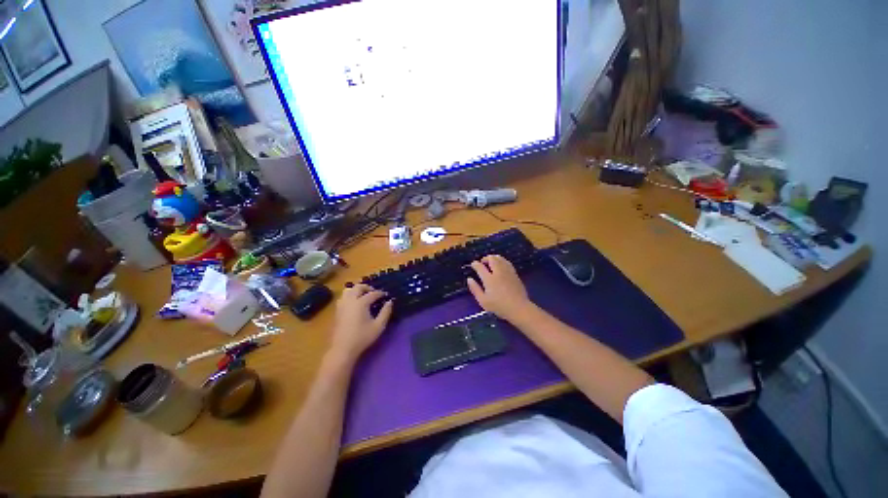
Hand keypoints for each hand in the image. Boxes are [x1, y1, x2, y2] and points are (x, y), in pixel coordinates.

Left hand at [329, 284, 392, 361]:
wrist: (343, 349)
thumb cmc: (362, 337)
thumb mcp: (379, 326)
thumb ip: (386, 312)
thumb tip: (390, 302)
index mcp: (361, 303)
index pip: (373, 293)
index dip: (381, 293)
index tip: (386, 295)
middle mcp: (350, 300)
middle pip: (358, 287)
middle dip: (368, 287)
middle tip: (375, 292)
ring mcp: (342, 305)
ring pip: (348, 290)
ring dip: (357, 290)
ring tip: (364, 295)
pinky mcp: (337, 311)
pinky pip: (343, 297)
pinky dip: (350, 295)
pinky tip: (355, 303)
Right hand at [467, 255, 532, 321]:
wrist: (519, 308)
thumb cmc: (499, 306)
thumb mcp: (483, 301)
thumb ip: (475, 289)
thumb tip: (469, 279)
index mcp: (489, 279)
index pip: (480, 267)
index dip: (475, 264)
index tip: (473, 265)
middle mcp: (498, 272)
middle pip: (491, 259)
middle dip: (485, 258)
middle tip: (482, 262)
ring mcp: (507, 272)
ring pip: (500, 259)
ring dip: (494, 258)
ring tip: (490, 262)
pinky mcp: (514, 274)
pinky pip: (507, 262)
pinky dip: (501, 261)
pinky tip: (500, 265)